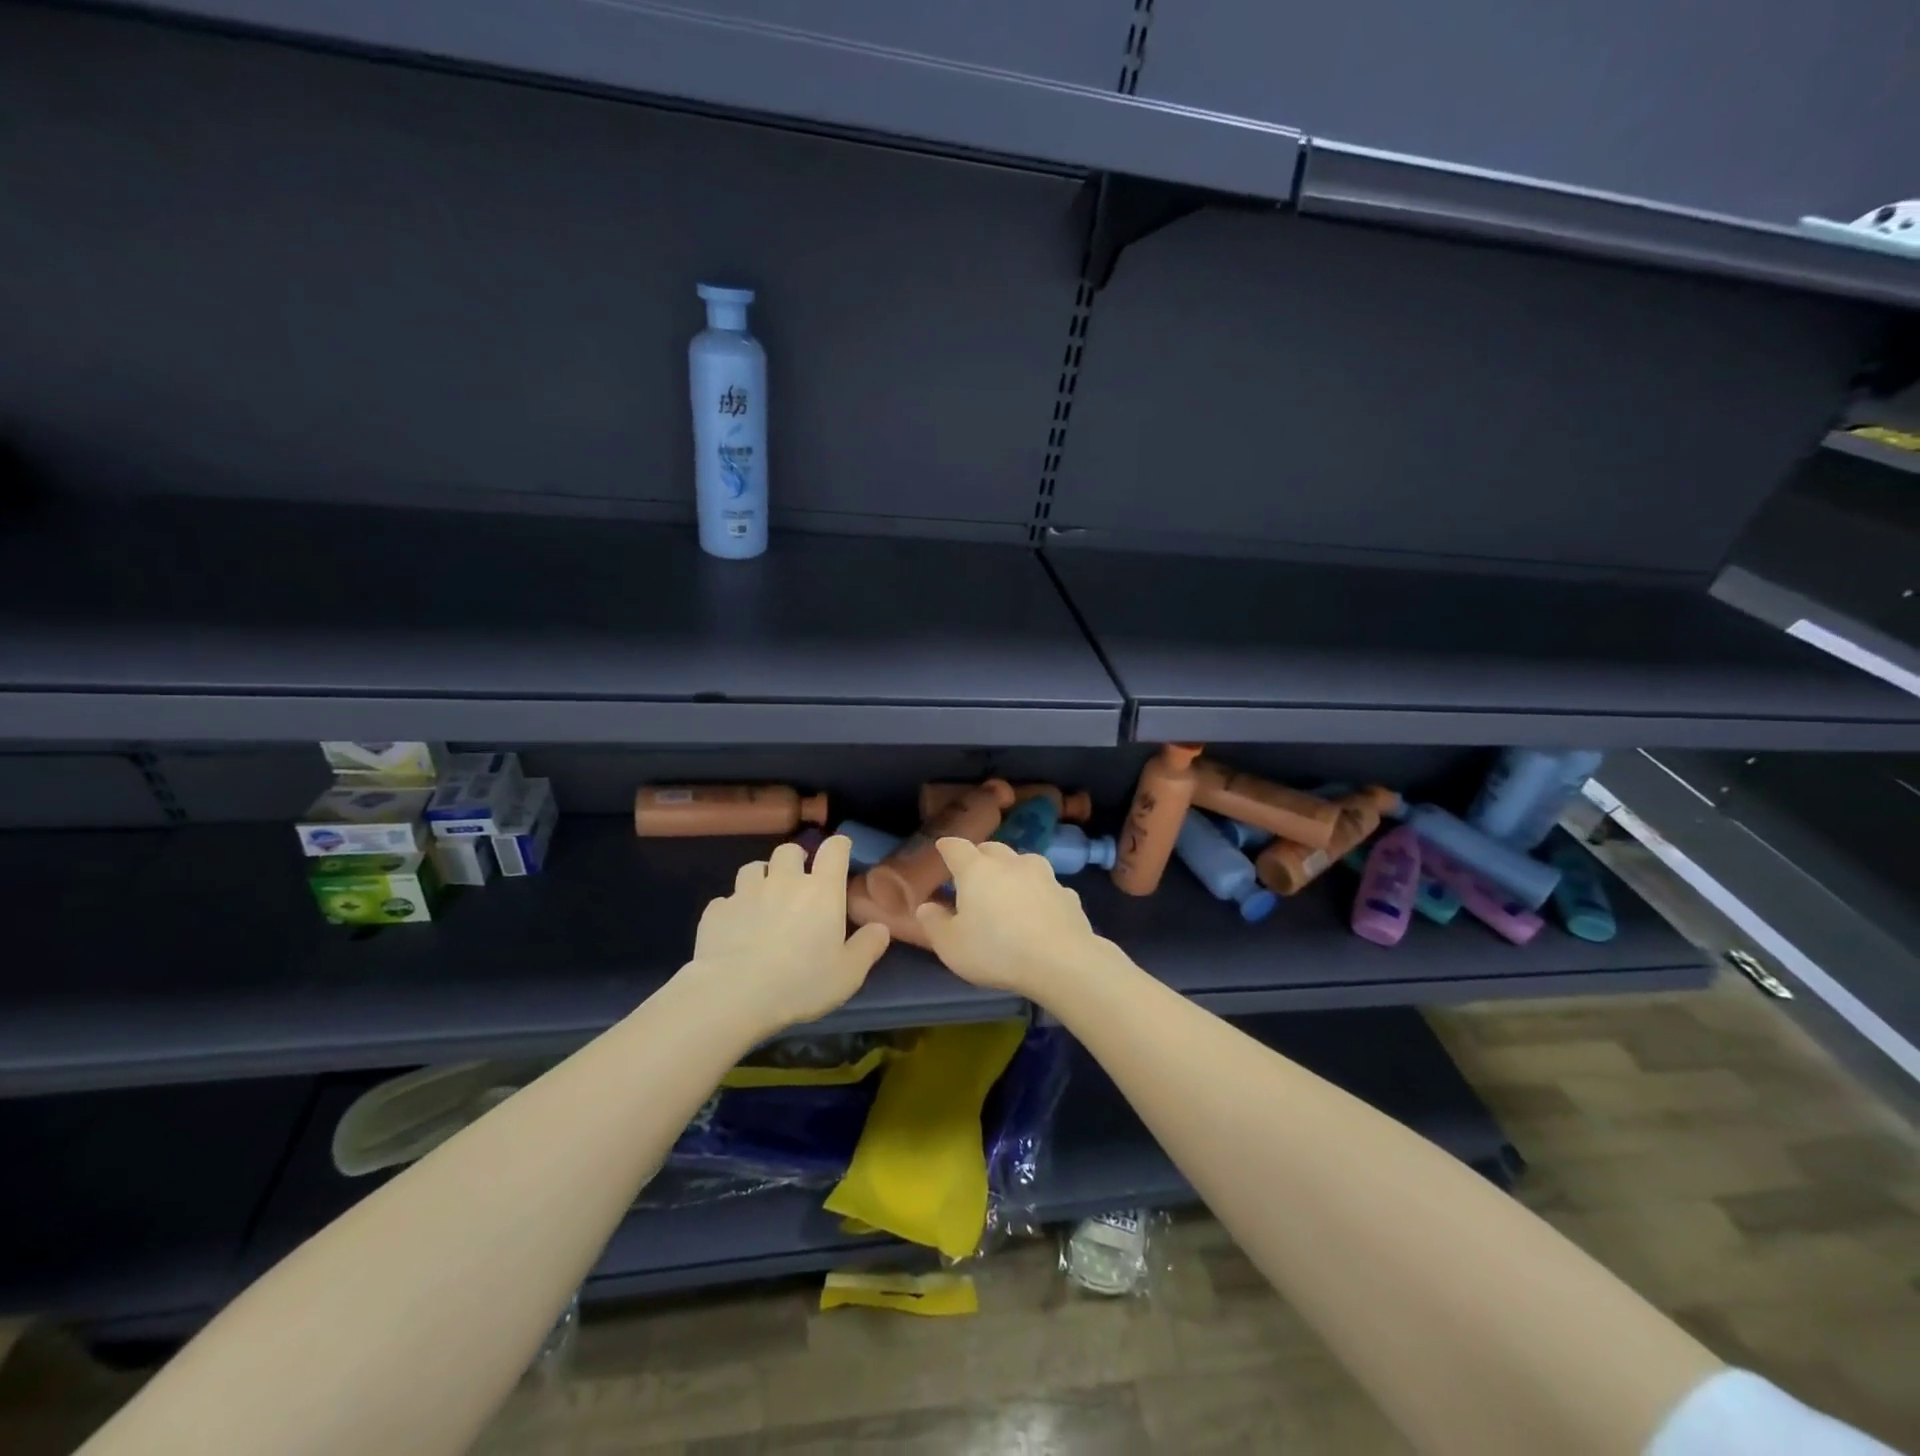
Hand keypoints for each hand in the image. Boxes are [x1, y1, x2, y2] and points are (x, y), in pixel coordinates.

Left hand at [689, 835, 890, 1035]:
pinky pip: (726, 900)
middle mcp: (784, 881)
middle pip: (789, 850)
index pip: (834, 849)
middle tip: (798, 883)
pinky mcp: (716, 911)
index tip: (840, 853)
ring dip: (761, 878)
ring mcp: (746, 892)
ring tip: (763, 900)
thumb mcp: (848, 974)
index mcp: (821, 891)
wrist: (733, 995)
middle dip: (796, 860)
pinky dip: (733, 909)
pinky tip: (735, 929)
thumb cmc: (801, 983)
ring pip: (753, 868)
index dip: (839, 846)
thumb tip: (880, 928)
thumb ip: (868, 947)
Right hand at [914, 839, 1105, 999]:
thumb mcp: (951, 945)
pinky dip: (1038, 894)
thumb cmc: (996, 951)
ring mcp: (1044, 876)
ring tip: (1007, 890)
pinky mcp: (1067, 894)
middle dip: (980, 856)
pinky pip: (1047, 887)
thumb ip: (934, 923)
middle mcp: (1011, 863)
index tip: (942, 848)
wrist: (1062, 962)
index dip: (947, 847)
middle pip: (992, 849)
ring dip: (1012, 871)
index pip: (956, 847)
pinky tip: (1038, 912)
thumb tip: (926, 907)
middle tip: (972, 873)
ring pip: (1023, 863)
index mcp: (977, 870)